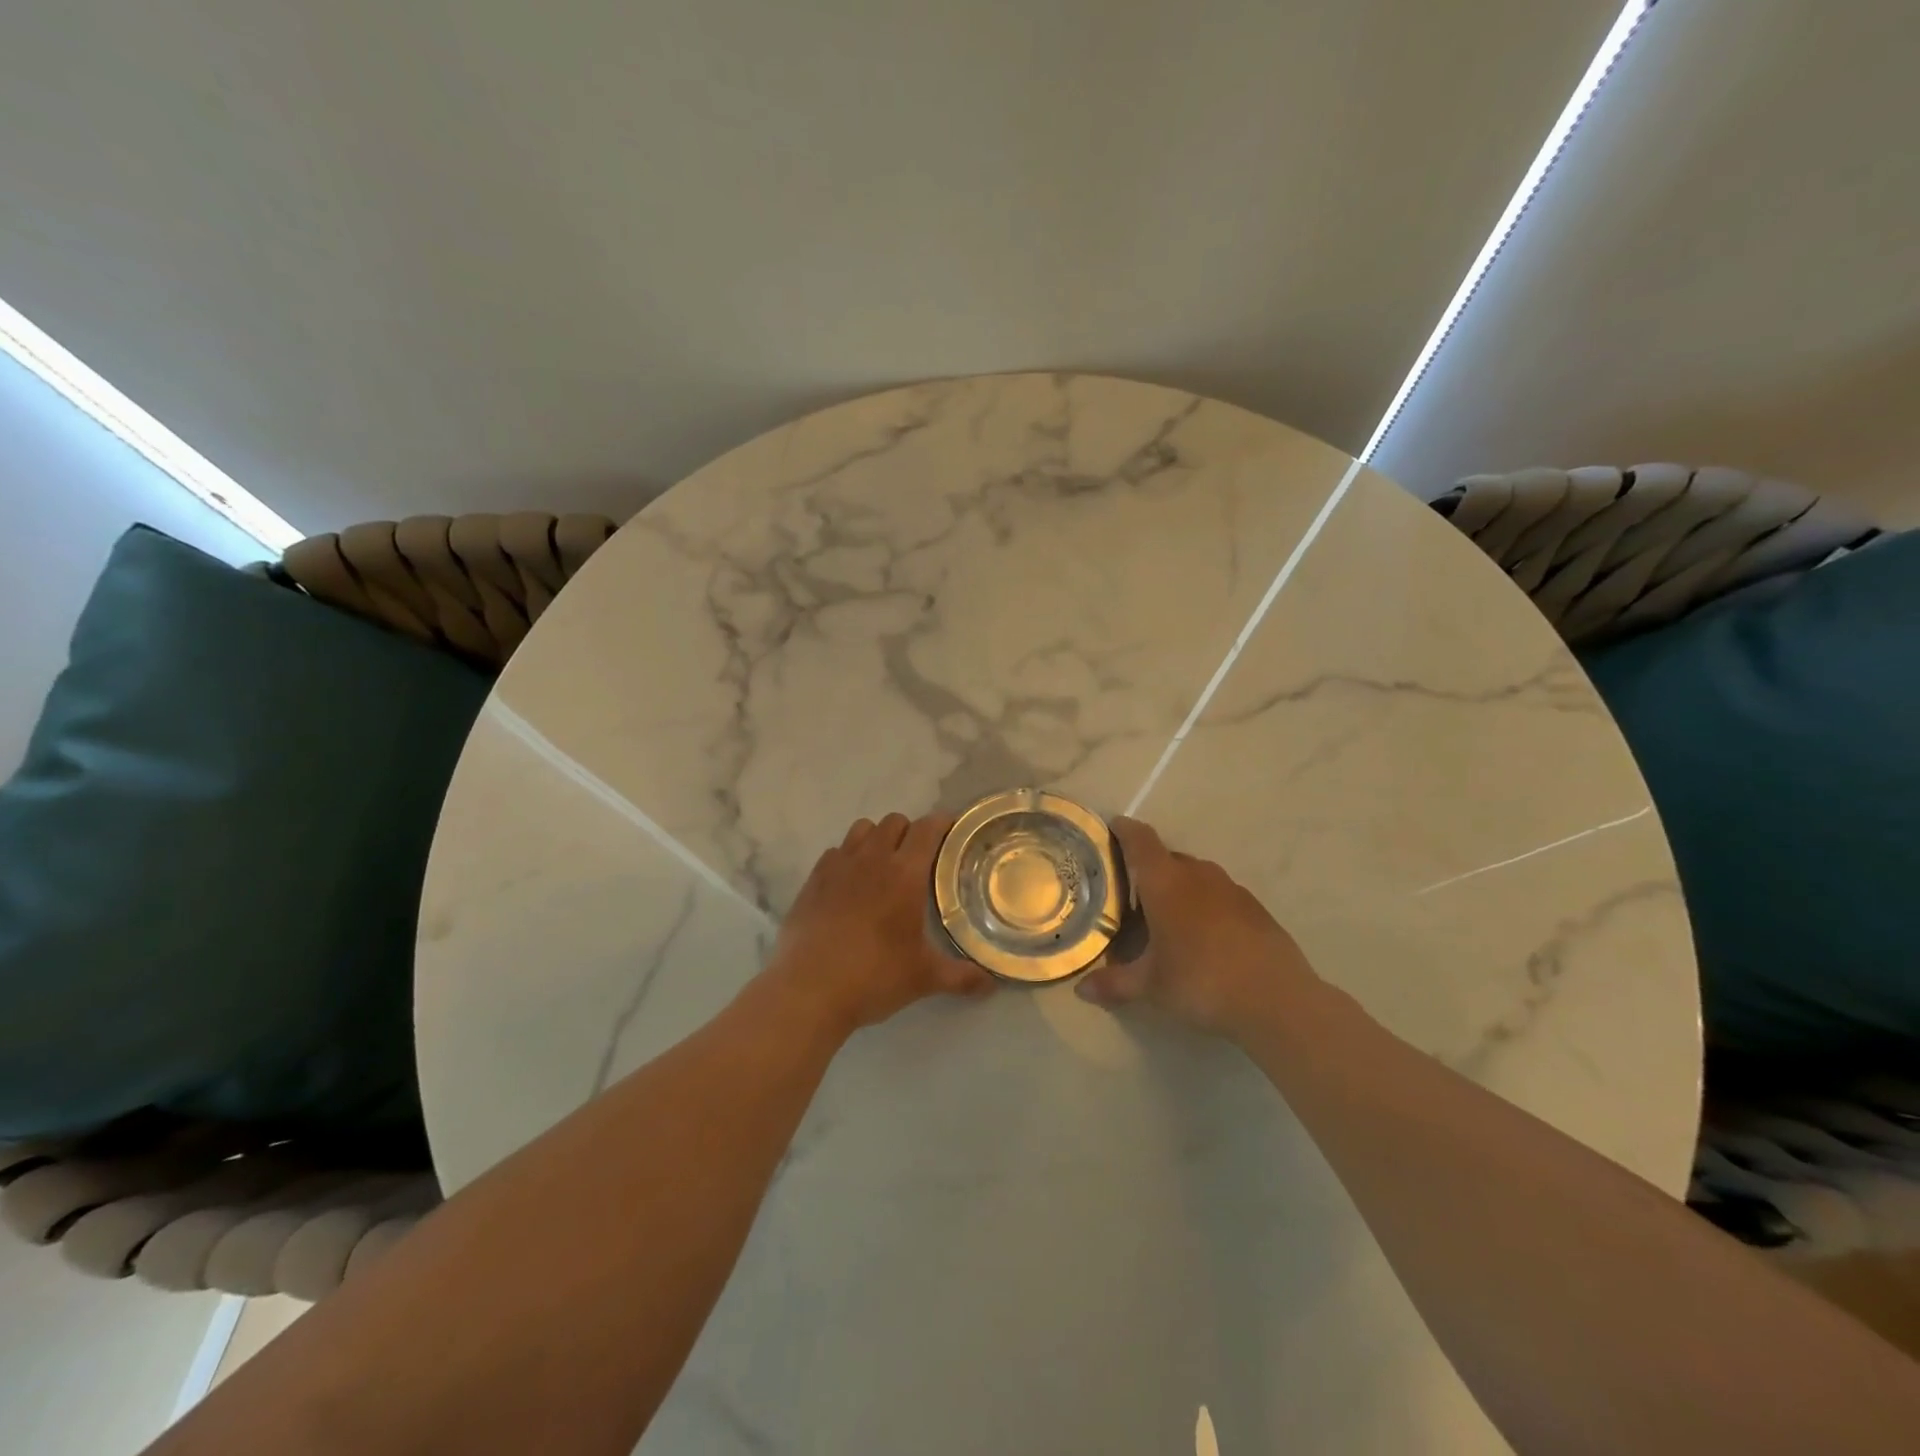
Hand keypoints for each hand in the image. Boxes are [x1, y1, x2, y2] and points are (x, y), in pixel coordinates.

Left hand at [764, 812, 994, 1035]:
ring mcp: (838, 866)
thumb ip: (961, 977)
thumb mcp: (924, 978)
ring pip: (862, 829)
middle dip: (910, 831)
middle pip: (894, 822)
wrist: (808, 990)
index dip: (942, 823)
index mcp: (905, 874)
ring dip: (877, 838)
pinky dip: (847, 858)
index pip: (927, 829)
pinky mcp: (812, 880)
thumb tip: (991, 984)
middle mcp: (872, 859)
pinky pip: (835, 852)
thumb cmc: (873, 977)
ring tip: (883, 865)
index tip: (952, 830)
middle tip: (918, 857)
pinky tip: (850, 884)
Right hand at [1075, 817, 1320, 1041]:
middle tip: (1130, 893)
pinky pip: (1219, 895)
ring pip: (1195, 875)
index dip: (1124, 830)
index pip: (1140, 840)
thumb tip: (1082, 990)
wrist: (1277, 999)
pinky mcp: (1254, 907)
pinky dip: (1204, 905)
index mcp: (1165, 881)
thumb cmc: (1201, 981)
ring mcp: (1230, 888)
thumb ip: (1115, 984)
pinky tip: (1203, 936)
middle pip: (1166, 857)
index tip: (1112, 828)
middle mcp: (1197, 874)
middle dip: (1148, 869)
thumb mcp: (1151, 987)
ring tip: (1165, 917)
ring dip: (1178, 887)